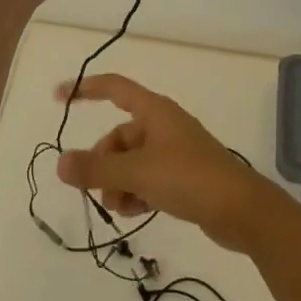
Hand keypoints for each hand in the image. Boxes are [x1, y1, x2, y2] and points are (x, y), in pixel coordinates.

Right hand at [54, 74, 270, 252]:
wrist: (242, 210)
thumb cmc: (189, 178)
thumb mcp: (137, 173)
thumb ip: (96, 169)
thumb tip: (60, 163)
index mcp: (154, 111)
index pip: (113, 88)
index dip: (85, 89)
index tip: (58, 97)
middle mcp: (163, 125)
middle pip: (119, 136)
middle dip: (103, 162)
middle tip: (95, 190)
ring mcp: (175, 151)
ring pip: (132, 160)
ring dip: (118, 182)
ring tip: (119, 208)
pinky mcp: (184, 175)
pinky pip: (147, 177)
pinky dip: (136, 191)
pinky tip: (133, 212)